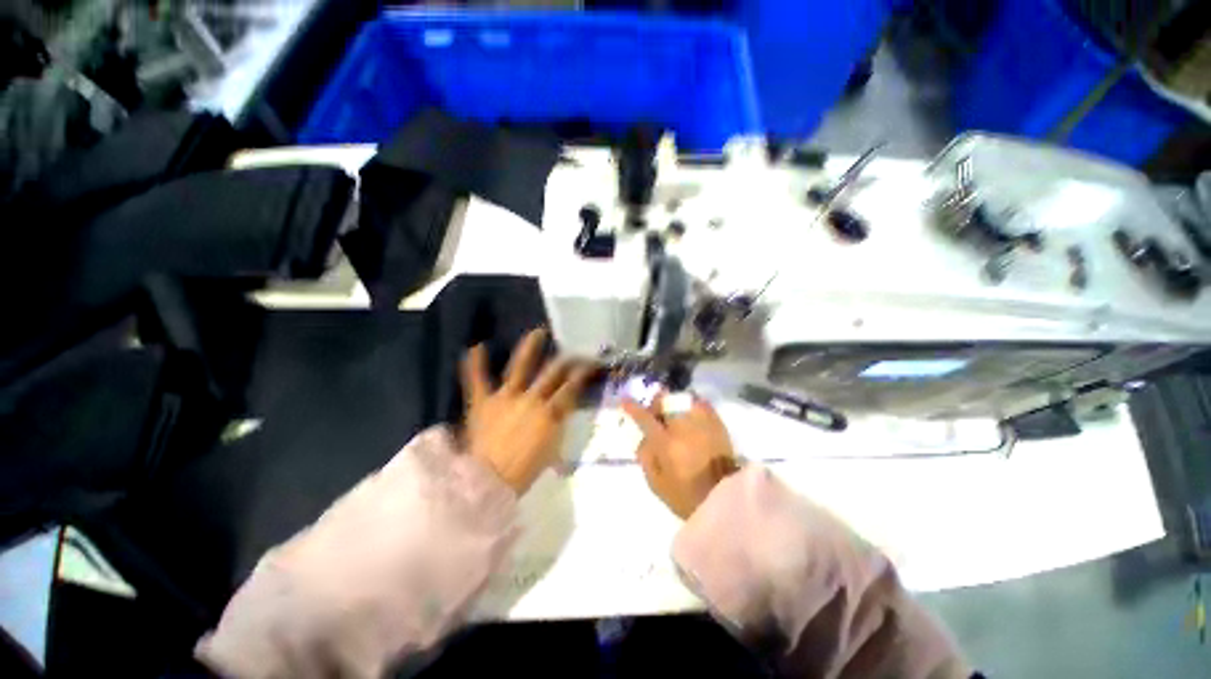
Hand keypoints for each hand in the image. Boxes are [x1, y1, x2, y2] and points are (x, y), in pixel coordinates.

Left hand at [461, 328, 592, 494]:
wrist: (487, 483)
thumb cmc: (523, 472)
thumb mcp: (551, 452)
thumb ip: (558, 427)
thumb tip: (563, 412)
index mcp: (551, 413)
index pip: (572, 387)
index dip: (583, 373)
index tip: (590, 364)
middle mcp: (532, 398)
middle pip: (554, 372)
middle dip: (567, 359)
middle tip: (573, 350)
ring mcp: (506, 397)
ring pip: (521, 367)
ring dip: (529, 347)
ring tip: (537, 332)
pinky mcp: (483, 401)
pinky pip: (477, 379)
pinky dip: (475, 363)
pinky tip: (475, 346)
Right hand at [622, 393, 738, 519]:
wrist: (726, 499)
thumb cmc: (687, 496)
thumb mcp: (656, 484)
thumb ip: (645, 457)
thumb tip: (643, 437)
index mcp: (666, 443)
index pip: (644, 418)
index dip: (632, 408)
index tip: (625, 400)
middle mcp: (683, 427)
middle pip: (665, 401)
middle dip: (656, 404)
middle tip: (656, 414)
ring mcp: (702, 422)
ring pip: (683, 399)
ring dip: (675, 404)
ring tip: (675, 415)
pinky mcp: (718, 423)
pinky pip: (701, 404)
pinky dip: (692, 405)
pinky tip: (691, 416)